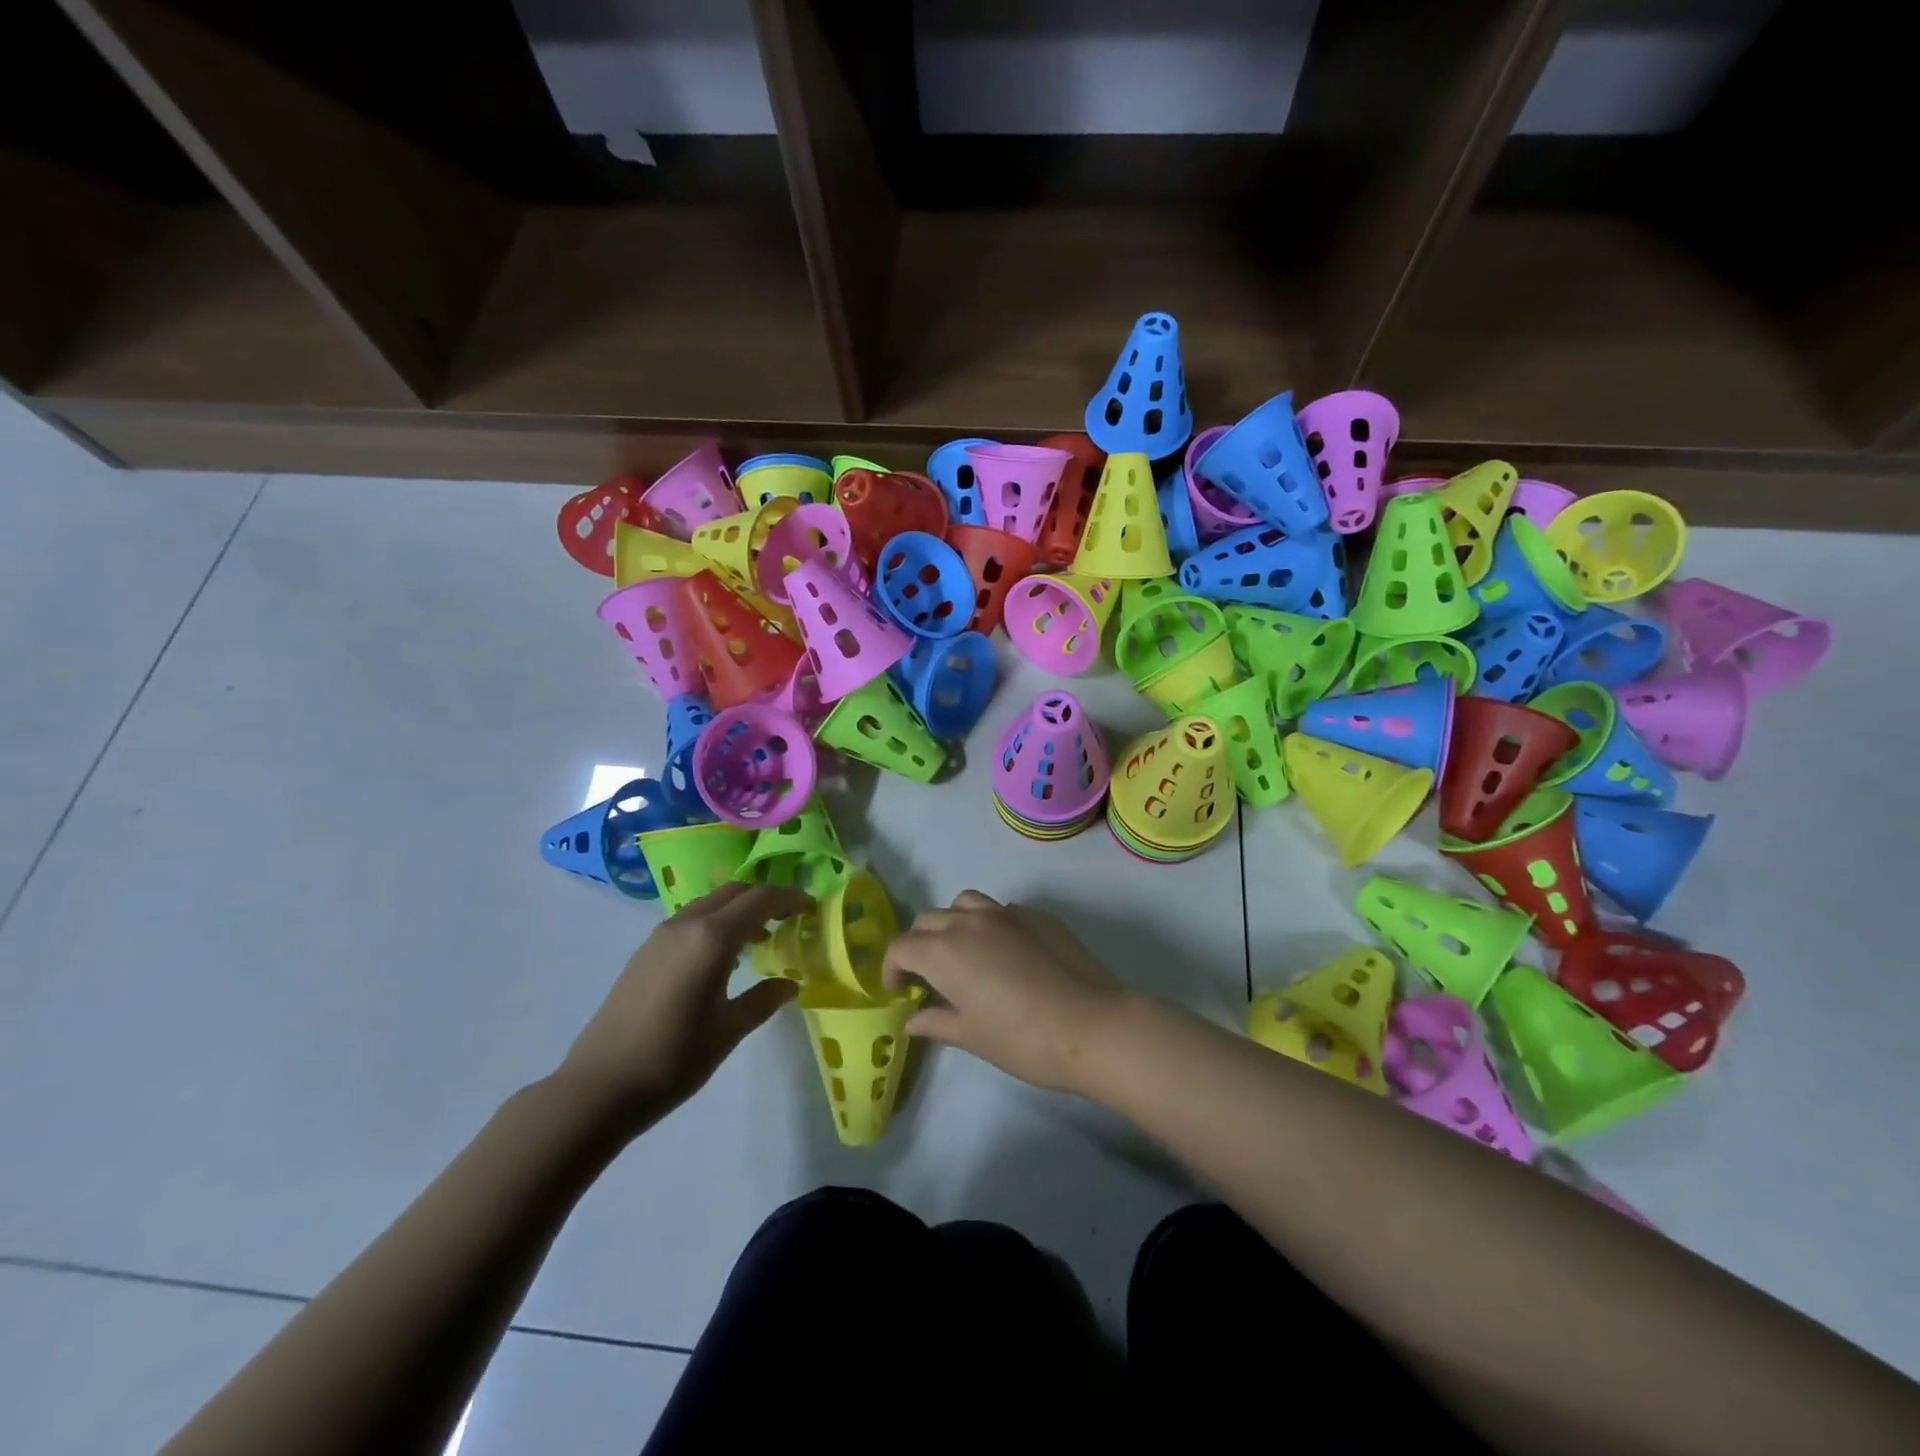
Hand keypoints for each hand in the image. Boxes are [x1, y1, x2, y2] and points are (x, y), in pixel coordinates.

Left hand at [556, 882, 812, 1132]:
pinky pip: (691, 919)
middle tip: (790, 918)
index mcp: (712, 939)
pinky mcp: (645, 951)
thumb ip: (763, 1000)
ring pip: (710, 903)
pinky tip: (722, 958)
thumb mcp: (729, 1031)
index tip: (812, 908)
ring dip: (739, 909)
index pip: (761, 899)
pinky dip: (716, 922)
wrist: (599, 1087)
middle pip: (735, 892)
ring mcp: (661, 935)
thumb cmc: (673, 1058)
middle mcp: (687, 924)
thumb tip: (790, 984)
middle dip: (766, 898)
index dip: (790, 898)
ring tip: (760, 938)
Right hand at [882, 890, 1130, 1094]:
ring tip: (963, 953)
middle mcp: (970, 921)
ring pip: (965, 903)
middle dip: (919, 944)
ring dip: (953, 923)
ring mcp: (1007, 913)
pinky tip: (1006, 954)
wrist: (1092, 1025)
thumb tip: (912, 1020)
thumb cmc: (1023, 1039)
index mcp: (944, 951)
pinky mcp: (1038, 915)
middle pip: (929, 920)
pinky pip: (1002, 910)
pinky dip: (990, 925)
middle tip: (927, 975)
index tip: (898, 991)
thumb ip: (937, 1022)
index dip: (892, 968)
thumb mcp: (972, 1037)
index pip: (901, 947)